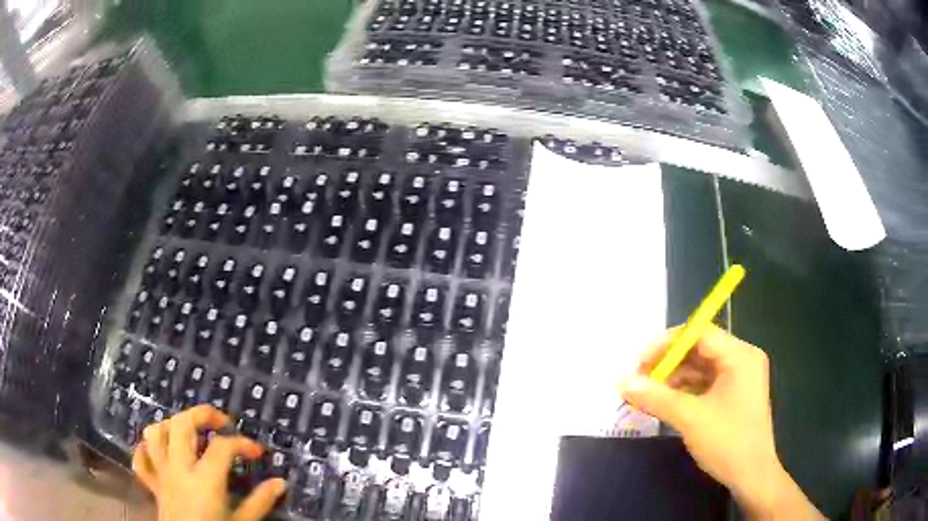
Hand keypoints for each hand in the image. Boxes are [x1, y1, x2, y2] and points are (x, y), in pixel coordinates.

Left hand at [132, 405, 285, 520]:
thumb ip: (260, 502)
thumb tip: (280, 483)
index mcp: (204, 479)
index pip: (222, 447)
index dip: (242, 443)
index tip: (257, 451)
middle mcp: (179, 468)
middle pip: (181, 424)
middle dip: (201, 414)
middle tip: (219, 422)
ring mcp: (162, 474)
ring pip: (155, 433)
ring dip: (170, 426)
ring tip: (188, 433)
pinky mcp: (153, 485)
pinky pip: (140, 459)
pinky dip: (146, 450)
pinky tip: (160, 452)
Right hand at [619, 325, 824, 519]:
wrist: (752, 475)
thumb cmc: (728, 442)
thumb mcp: (690, 419)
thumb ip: (656, 397)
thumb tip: (622, 382)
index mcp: (739, 356)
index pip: (700, 333)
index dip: (667, 344)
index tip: (640, 362)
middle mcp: (741, 359)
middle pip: (699, 349)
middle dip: (668, 363)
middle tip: (640, 380)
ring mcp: (739, 377)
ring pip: (700, 367)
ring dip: (674, 378)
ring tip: (647, 393)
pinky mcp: (734, 394)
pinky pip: (705, 383)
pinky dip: (684, 390)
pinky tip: (665, 402)